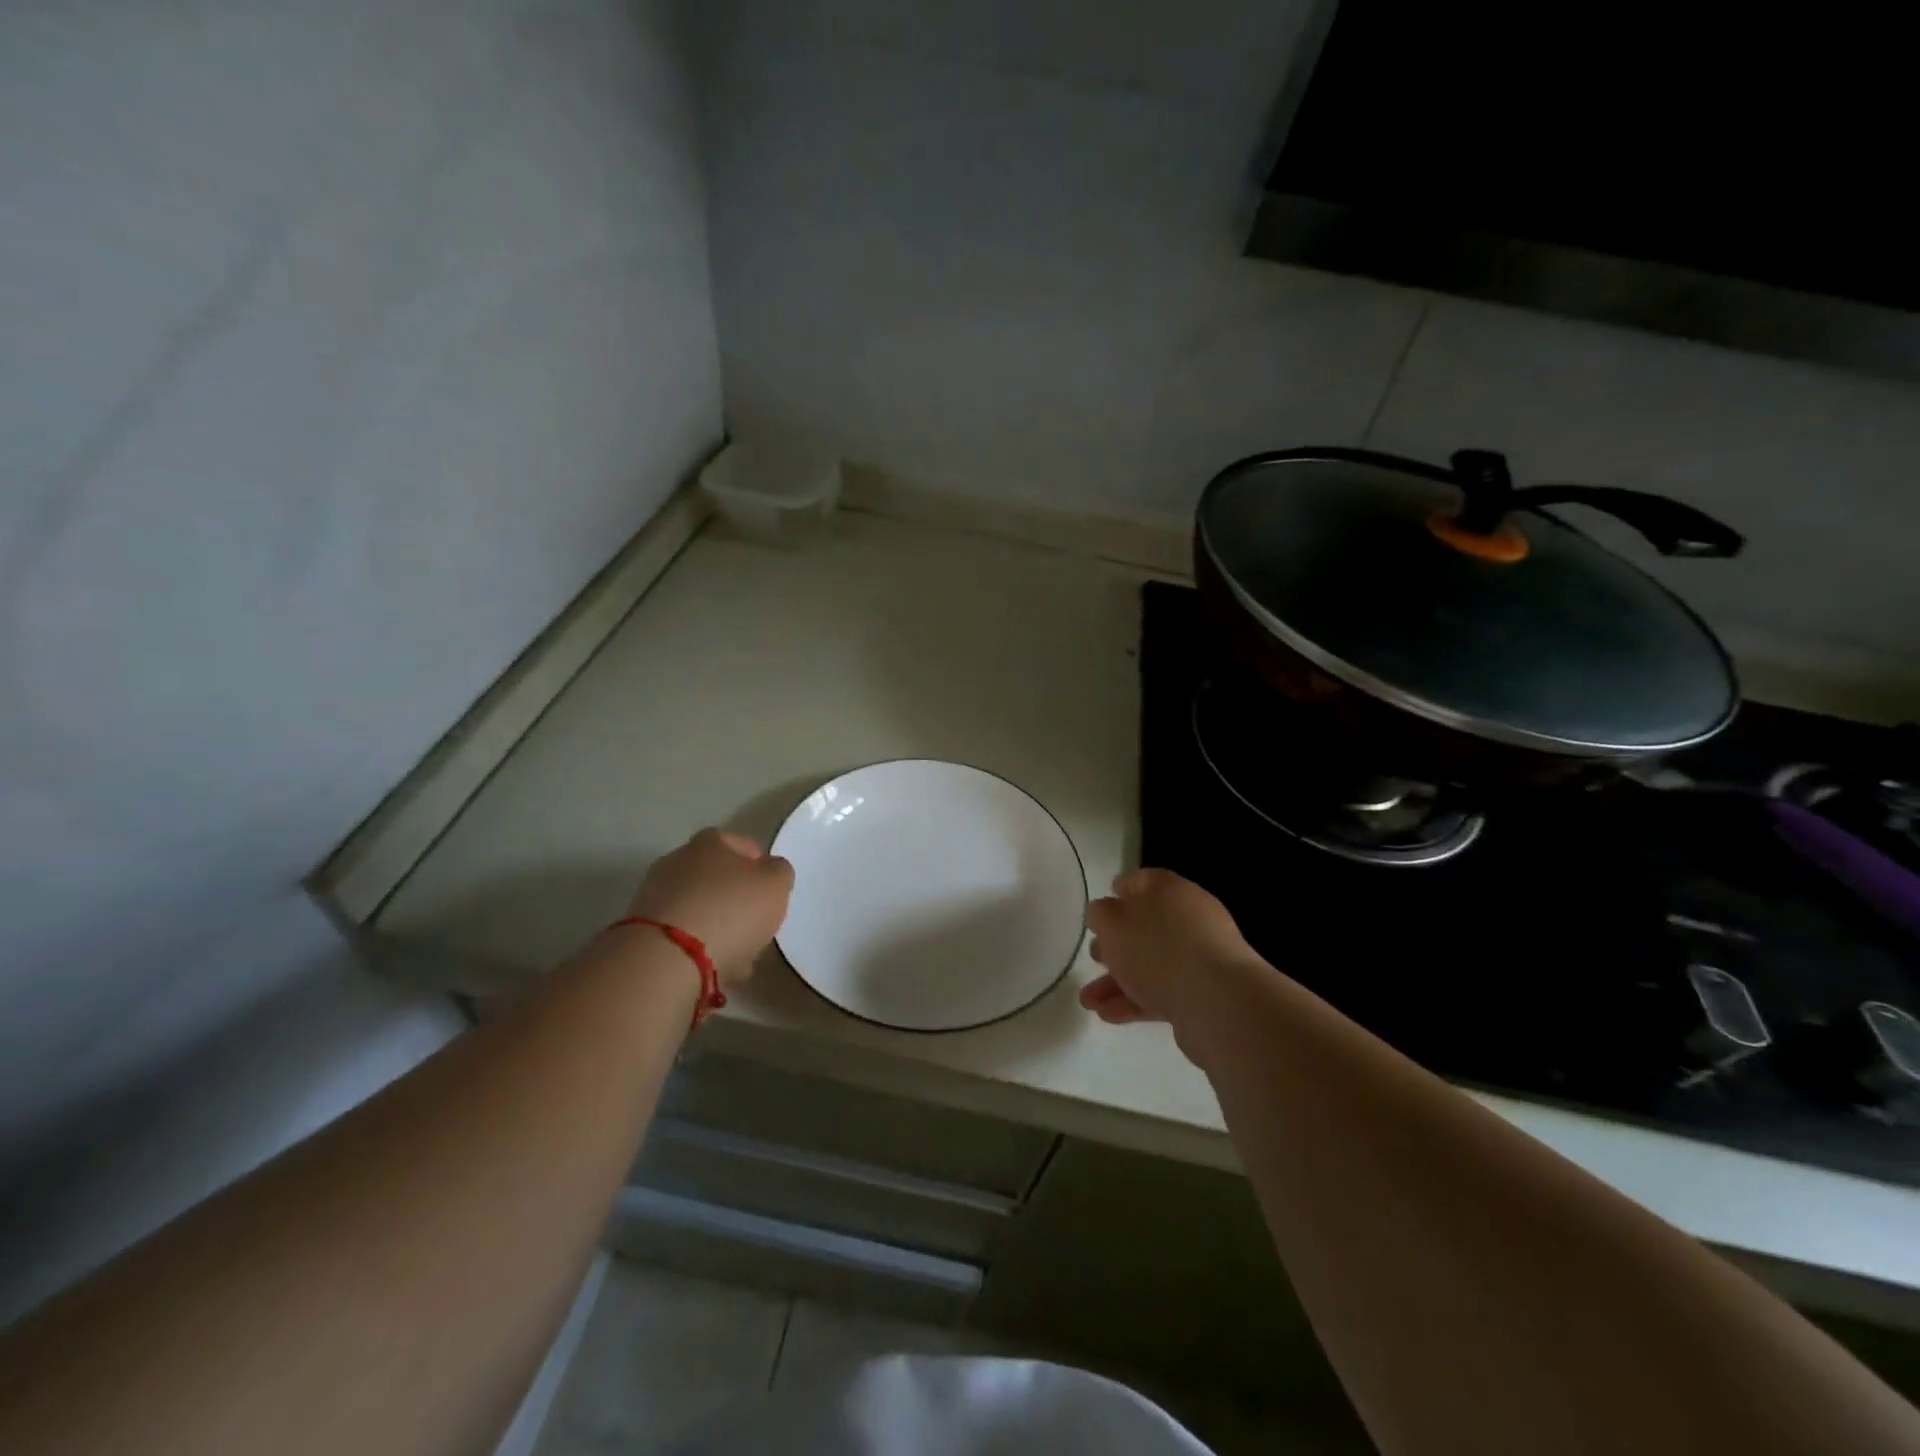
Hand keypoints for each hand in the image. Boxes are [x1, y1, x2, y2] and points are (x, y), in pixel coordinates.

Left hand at [626, 829, 794, 984]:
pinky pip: (681, 934)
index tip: (771, 890)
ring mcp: (654, 895)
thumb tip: (769, 871)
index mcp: (710, 842)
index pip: (740, 843)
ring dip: (718, 927)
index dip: (759, 864)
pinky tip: (716, 968)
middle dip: (736, 899)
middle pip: (716, 877)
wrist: (666, 959)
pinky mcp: (642, 931)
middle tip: (756, 925)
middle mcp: (677, 860)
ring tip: (740, 956)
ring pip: (699, 908)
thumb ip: (779, 872)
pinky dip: (698, 947)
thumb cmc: (731, 910)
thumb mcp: (776, 884)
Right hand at [1080, 869, 1264, 1037]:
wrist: (1218, 1003)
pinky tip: (1108, 1015)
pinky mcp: (1203, 994)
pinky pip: (1162, 992)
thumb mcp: (1113, 923)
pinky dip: (1135, 1001)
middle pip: (1145, 926)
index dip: (1118, 892)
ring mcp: (1199, 958)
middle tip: (1094, 956)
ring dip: (1116, 980)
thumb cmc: (1158, 950)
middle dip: (1115, 944)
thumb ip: (1100, 914)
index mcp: (1170, 890)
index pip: (1141, 881)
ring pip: (1150, 964)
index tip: (1097, 912)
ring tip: (1089, 1001)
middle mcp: (1188, 918)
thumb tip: (1103, 912)